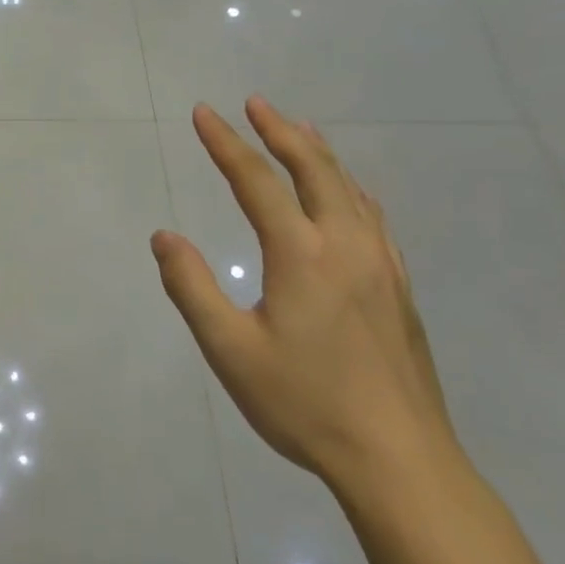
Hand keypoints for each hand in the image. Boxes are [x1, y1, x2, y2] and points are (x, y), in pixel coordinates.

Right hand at [150, 98, 455, 493]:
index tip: (203, 112)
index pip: (257, 181)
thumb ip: (191, 288)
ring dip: (318, 153)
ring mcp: (381, 266)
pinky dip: (350, 188)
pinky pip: (373, 217)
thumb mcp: (230, 350)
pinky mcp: (399, 288)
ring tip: (298, 128)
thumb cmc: (305, 404)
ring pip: (350, 189)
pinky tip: (350, 193)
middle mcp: (346, 246)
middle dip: (280, 131)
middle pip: (314, 169)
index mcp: (302, 255)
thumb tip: (164, 236)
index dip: (226, 143)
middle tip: (255, 103)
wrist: (400, 460)